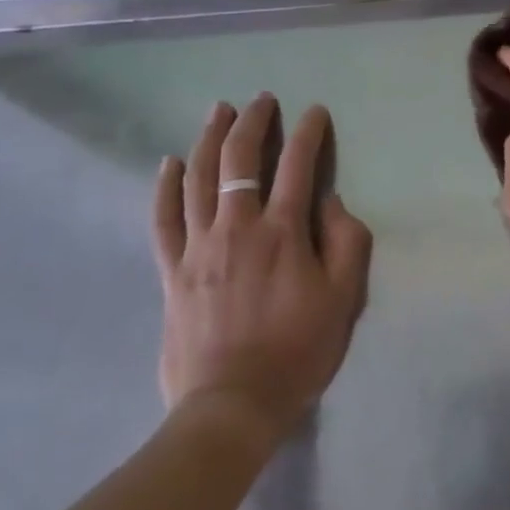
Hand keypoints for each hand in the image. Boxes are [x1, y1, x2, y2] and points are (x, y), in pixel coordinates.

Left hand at [154, 97, 372, 442]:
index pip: (298, 165)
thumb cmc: (297, 351)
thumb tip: (330, 202)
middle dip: (253, 122)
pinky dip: (166, 187)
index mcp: (283, 232)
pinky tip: (170, 163)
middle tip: (261, 100)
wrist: (231, 408)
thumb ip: (346, 241)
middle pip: (240, 159)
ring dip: (210, 138)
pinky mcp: (173, 271)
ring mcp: (199, 247)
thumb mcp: (344, 298)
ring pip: (200, 178)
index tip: (315, 112)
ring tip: (219, 111)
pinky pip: (164, 220)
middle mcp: (238, 228)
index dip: (309, 132)